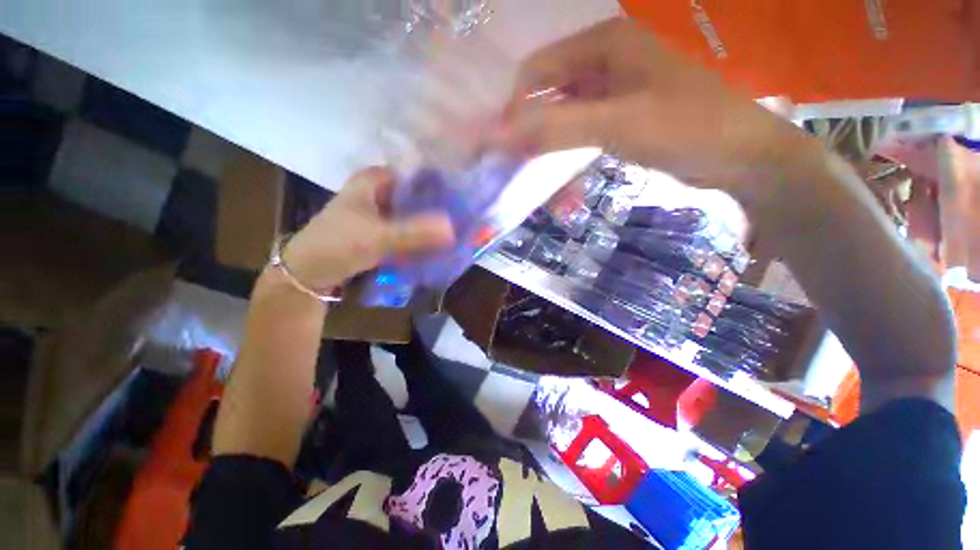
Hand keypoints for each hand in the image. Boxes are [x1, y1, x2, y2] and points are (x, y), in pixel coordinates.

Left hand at [280, 167, 454, 289]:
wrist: (310, 271)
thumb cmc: (338, 244)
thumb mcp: (379, 237)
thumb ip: (416, 232)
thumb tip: (453, 228)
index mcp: (375, 179)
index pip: (417, 175)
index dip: (441, 185)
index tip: (463, 199)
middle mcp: (380, 190)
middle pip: (418, 195)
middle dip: (439, 207)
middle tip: (465, 218)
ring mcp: (381, 210)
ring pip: (414, 212)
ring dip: (432, 222)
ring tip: (457, 230)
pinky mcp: (382, 229)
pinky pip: (408, 227)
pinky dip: (421, 234)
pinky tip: (438, 242)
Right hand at [500, 18, 810, 189]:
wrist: (739, 155)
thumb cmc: (685, 127)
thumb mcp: (615, 124)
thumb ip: (556, 128)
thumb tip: (500, 135)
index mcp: (605, 43)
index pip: (539, 68)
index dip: (515, 104)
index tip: (502, 143)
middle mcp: (608, 58)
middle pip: (550, 87)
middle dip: (528, 121)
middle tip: (512, 158)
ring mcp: (616, 87)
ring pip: (565, 108)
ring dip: (546, 135)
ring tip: (530, 163)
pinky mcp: (623, 112)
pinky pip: (583, 123)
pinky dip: (566, 141)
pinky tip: (559, 161)